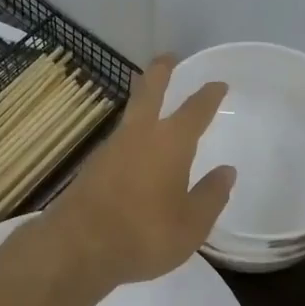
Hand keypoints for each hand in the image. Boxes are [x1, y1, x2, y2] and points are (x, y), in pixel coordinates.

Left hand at [46, 56, 235, 288]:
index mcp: (171, 143)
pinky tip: (134, 147)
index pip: (195, 110)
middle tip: (169, 58)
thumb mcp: (191, 224)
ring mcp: (111, 148)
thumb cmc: (144, 234)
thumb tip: (226, 171)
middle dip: (161, 72)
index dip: (208, 95)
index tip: (218, 84)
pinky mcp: (92, 166)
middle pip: (150, 91)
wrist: (78, 248)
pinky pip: (119, 138)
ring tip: (151, 99)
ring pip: (130, 113)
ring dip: (142, 99)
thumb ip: (211, 195)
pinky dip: (131, 132)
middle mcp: (139, 135)